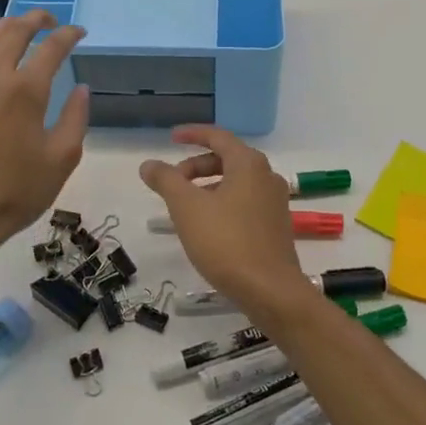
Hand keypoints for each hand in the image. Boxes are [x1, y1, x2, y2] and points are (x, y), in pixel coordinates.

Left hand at [0, 10, 89, 261]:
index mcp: (25, 91)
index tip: (79, 32)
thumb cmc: (18, 191)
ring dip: (6, 28)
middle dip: (35, 19)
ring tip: (20, 27)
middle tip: (50, 19)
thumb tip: (82, 89)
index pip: (51, 48)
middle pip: (13, 32)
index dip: (68, 35)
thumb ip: (76, 117)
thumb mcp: (62, 158)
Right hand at [139, 126, 310, 322]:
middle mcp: (267, 176)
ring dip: (208, 187)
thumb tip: (149, 164)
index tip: (171, 137)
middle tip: (172, 181)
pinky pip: (245, 202)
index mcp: (249, 164)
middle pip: (228, 159)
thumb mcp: (187, 208)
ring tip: (184, 207)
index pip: (218, 137)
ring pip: (237, 183)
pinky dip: (223, 204)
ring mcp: (275, 202)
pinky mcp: (276, 226)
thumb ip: (166, 180)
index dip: (193, 134)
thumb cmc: (226, 242)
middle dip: (196, 166)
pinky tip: (207, 227)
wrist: (270, 290)